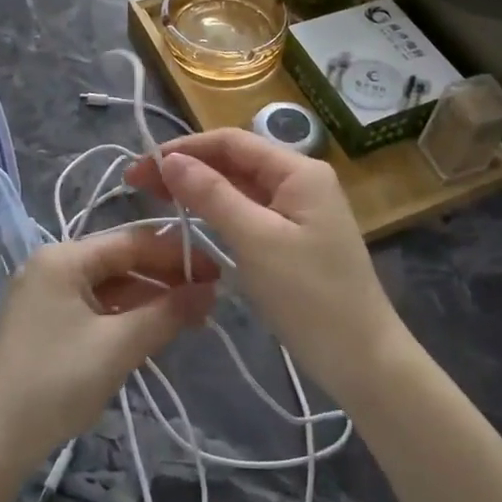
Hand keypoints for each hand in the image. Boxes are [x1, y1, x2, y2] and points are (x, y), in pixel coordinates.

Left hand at [0, 227, 217, 474]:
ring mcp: (45, 293)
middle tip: (207, 299)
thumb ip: (167, 313)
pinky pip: (94, 305)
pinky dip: (124, 314)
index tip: (216, 273)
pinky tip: (153, 328)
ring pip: (109, 285)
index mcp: (64, 258)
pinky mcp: (44, 320)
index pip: (132, 242)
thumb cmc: (57, 383)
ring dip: (148, 298)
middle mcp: (51, 265)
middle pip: (120, 260)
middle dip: (164, 278)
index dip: (177, 255)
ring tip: (189, 316)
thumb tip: (209, 291)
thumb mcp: (119, 346)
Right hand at [124, 129, 408, 403]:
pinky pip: (250, 213)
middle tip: (137, 185)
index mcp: (298, 171)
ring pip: (241, 187)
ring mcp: (300, 211)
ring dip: (200, 189)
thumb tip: (169, 160)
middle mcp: (301, 181)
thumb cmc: (310, 297)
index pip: (231, 142)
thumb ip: (212, 195)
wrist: (363, 359)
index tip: (140, 168)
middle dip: (188, 167)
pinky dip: (219, 212)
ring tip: (156, 199)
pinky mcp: (294, 238)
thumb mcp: (256, 241)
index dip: (183, 149)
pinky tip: (193, 220)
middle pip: (235, 161)